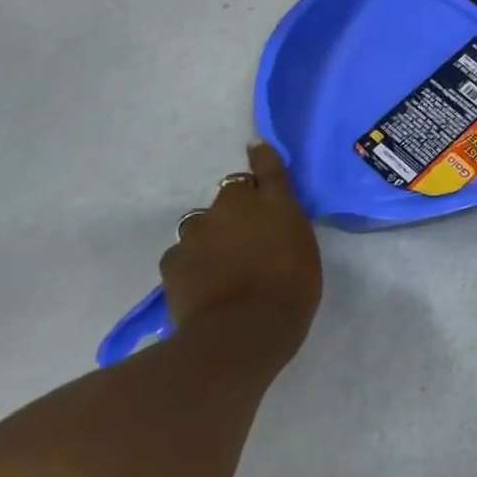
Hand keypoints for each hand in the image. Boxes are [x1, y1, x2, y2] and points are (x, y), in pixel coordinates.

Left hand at [159, 141, 322, 361]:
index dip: (262, 157)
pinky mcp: (173, 259)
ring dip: (212, 233)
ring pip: (203, 223)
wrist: (243, 330)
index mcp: (274, 202)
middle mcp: (233, 206)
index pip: (267, 168)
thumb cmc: (292, 290)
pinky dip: (193, 261)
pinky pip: (184, 252)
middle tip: (248, 233)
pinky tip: (203, 282)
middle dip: (238, 206)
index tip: (256, 147)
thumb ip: (286, 228)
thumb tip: (272, 224)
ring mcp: (198, 231)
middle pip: (231, 193)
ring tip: (222, 262)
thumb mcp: (303, 250)